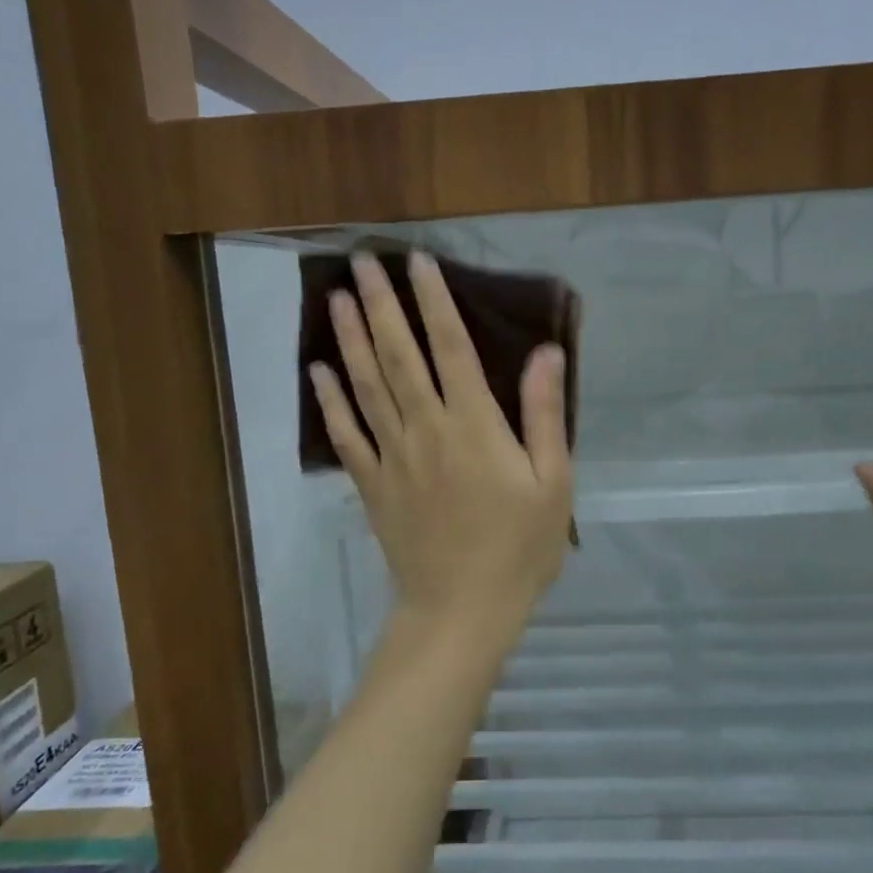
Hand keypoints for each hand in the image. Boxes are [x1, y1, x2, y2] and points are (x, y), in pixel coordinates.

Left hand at [310, 252, 573, 637]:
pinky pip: (347, 436)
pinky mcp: (374, 485)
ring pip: (367, 386)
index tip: (419, 262)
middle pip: (398, 356)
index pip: (451, 348)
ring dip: (350, 339)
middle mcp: (427, 429)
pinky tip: (318, 372)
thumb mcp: (553, 483)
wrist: (463, 610)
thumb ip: (546, 415)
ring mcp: (394, 457)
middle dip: (381, 305)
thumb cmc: (520, 549)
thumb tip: (546, 352)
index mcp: (475, 426)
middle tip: (362, 262)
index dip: (434, 302)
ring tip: (337, 298)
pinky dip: (331, 402)